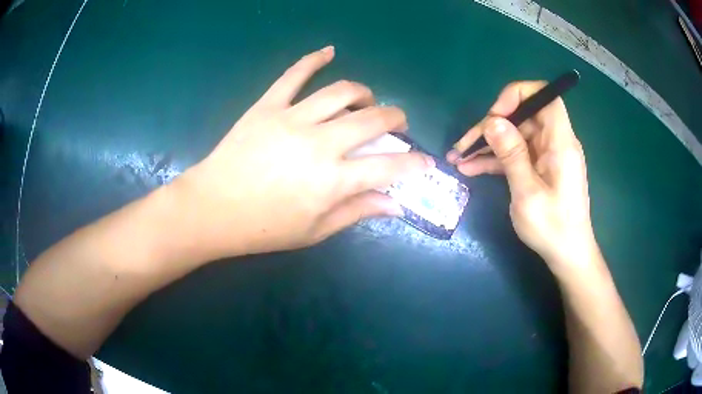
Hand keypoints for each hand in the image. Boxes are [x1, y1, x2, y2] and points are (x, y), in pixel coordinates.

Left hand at [174, 46, 432, 258]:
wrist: (212, 208)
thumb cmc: (263, 228)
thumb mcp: (314, 231)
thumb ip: (357, 212)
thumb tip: (395, 204)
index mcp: (332, 181)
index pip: (389, 166)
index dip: (414, 163)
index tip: (425, 161)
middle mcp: (319, 143)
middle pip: (372, 120)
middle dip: (395, 118)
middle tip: (397, 123)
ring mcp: (291, 119)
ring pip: (341, 92)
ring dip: (363, 93)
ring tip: (367, 100)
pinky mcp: (267, 106)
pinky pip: (294, 75)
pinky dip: (313, 59)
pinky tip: (329, 51)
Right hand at [447, 81, 594, 266]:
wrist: (567, 255)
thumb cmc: (552, 227)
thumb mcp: (527, 193)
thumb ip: (511, 154)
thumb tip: (492, 121)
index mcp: (560, 142)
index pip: (545, 97)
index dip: (518, 95)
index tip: (495, 116)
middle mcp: (555, 142)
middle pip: (522, 117)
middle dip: (492, 126)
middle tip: (464, 145)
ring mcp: (546, 156)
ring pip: (515, 136)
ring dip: (488, 145)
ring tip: (458, 158)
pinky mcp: (540, 168)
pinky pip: (516, 155)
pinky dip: (495, 159)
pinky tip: (471, 168)